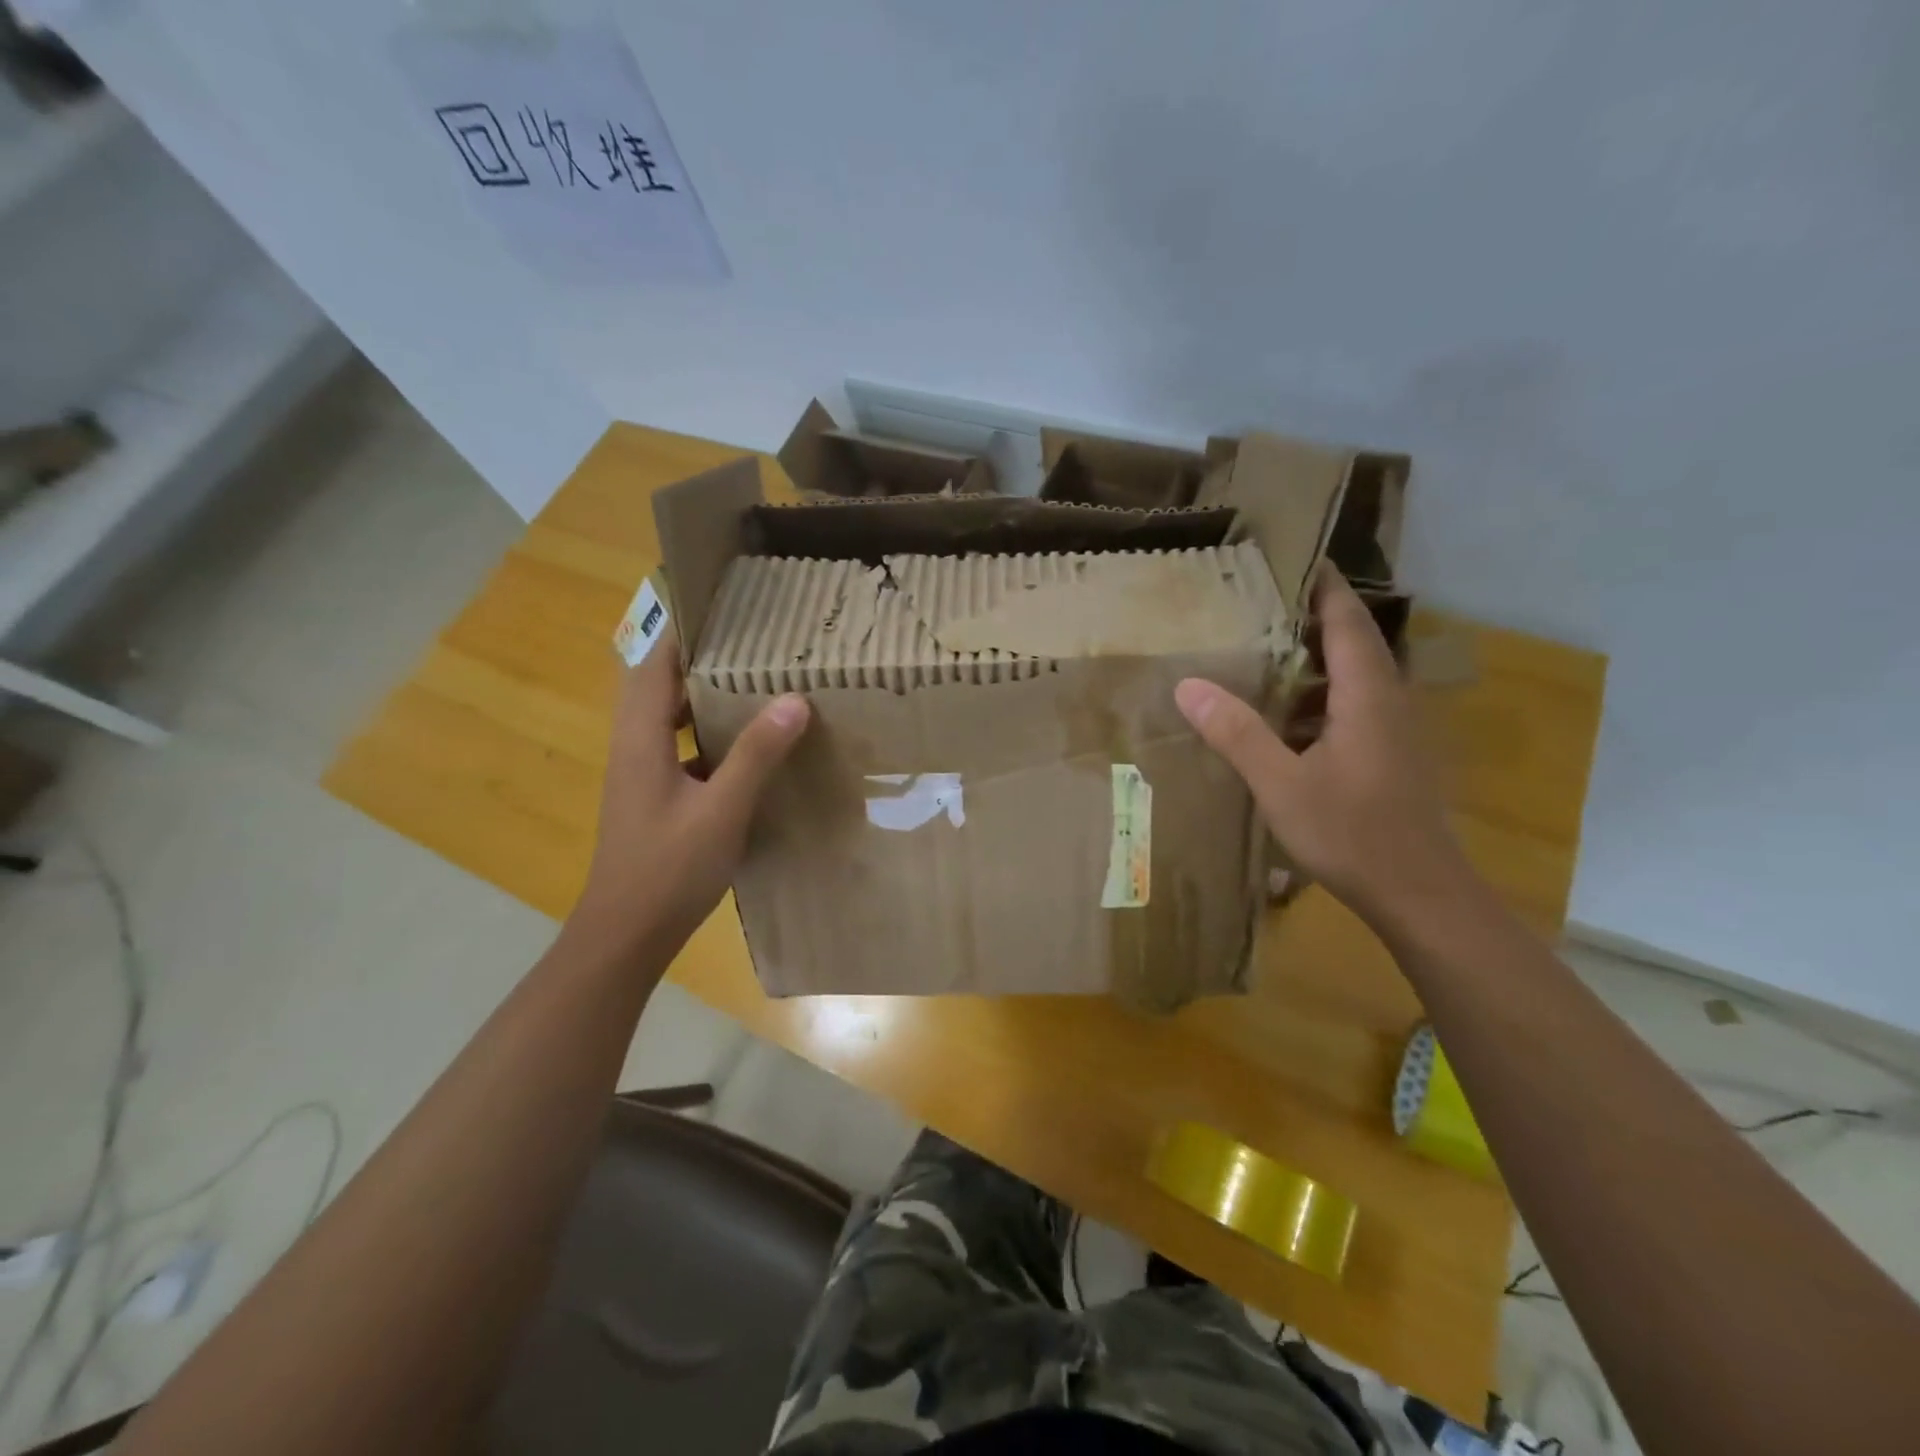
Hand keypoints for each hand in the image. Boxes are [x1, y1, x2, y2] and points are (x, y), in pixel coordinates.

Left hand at [573, 632, 808, 949]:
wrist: (626, 933)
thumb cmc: (668, 869)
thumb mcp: (721, 809)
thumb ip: (756, 754)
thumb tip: (794, 699)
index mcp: (641, 737)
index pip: (655, 662)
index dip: (685, 630)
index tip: (726, 607)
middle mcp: (635, 745)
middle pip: (661, 683)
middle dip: (702, 657)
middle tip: (754, 640)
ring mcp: (643, 772)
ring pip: (671, 716)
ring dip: (706, 694)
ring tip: (757, 679)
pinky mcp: (655, 795)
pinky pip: (681, 746)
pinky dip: (709, 731)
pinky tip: (749, 742)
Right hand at [1174, 568, 1472, 930]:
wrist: (1420, 894)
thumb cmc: (1352, 833)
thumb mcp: (1281, 784)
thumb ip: (1237, 733)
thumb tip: (1188, 685)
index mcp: (1367, 695)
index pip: (1348, 620)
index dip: (1323, 585)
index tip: (1293, 557)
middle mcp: (1389, 701)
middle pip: (1353, 642)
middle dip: (1312, 617)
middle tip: (1259, 603)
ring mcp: (1395, 731)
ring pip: (1354, 678)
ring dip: (1314, 661)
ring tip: (1262, 652)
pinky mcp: (1392, 756)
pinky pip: (1354, 707)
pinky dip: (1320, 698)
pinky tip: (1284, 718)